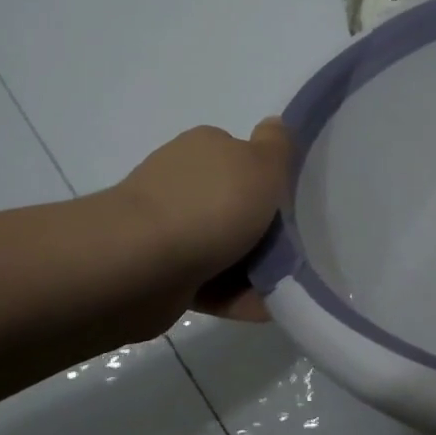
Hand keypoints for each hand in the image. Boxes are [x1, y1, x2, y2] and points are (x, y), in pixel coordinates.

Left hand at [113, 119, 292, 324]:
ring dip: (254, 269)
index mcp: (204, 148)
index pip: (242, 157)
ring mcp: (168, 227)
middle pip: (235, 206)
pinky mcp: (162, 271)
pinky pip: (210, 283)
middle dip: (264, 231)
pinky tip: (264, 309)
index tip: (291, 207)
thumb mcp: (261, 164)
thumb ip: (277, 145)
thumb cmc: (211, 206)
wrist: (141, 265)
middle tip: (294, 251)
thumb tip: (275, 125)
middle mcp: (183, 182)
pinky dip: (235, 296)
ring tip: (285, 287)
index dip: (269, 180)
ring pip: (224, 248)